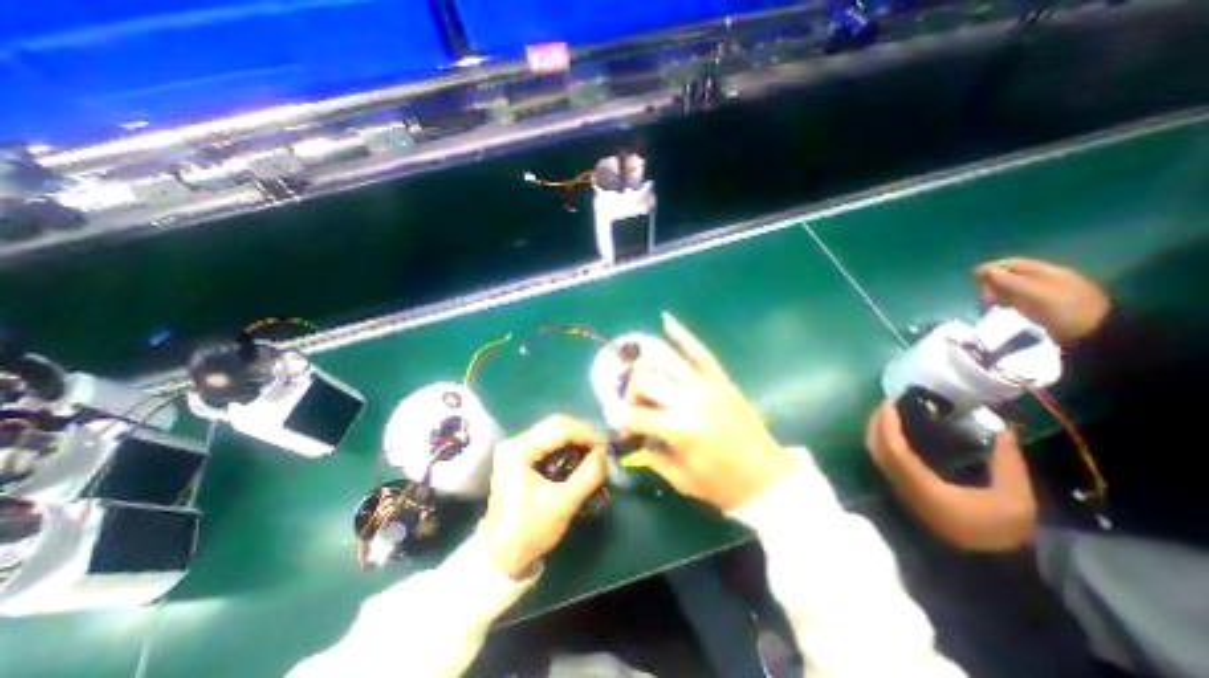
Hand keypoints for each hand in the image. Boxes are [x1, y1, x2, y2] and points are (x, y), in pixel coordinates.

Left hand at [484, 417, 608, 580]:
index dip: (587, 433)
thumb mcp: (564, 503)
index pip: (561, 428)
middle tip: (603, 447)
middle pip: (557, 424)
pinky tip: (579, 455)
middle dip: (583, 433)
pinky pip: (549, 441)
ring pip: (554, 430)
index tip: (607, 446)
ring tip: (594, 451)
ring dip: (576, 438)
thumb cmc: (530, 531)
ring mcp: (516, 447)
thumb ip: (588, 475)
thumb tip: (605, 453)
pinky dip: (567, 445)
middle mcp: (516, 441)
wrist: (501, 557)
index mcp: (520, 450)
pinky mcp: (520, 455)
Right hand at [616, 316, 795, 511]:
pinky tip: (666, 320)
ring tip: (638, 370)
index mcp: (679, 429)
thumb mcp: (680, 479)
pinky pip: (699, 352)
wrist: (768, 478)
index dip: (621, 419)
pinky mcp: (721, 380)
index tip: (619, 424)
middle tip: (635, 405)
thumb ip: (652, 455)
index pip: (635, 415)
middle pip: (646, 382)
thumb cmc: (722, 485)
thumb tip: (636, 435)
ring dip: (645, 365)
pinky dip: (682, 335)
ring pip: (666, 362)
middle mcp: (690, 401)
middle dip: (632, 392)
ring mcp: (707, 386)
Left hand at [863, 402, 1032, 549]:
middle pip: (875, 446)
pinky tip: (897, 433)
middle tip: (888, 403)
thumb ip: (1008, 462)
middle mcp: (900, 483)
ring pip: (875, 452)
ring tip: (890, 413)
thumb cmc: (1000, 532)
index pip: (891, 447)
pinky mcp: (901, 490)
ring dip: (877, 430)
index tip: (890, 402)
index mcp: (920, 483)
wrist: (987, 566)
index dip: (887, 423)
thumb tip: (1004, 428)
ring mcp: (897, 487)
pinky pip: (882, 459)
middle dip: (876, 421)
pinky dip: (882, 441)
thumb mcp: (1015, 500)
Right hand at [974, 258, 1107, 346]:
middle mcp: (1048, 280)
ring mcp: (1047, 295)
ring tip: (988, 303)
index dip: (994, 266)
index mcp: (1050, 272)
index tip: (972, 274)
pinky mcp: (1044, 309)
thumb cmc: (1068, 311)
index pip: (1017, 264)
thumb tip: (986, 271)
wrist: (1095, 336)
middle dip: (994, 282)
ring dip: (998, 293)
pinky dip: (1005, 302)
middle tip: (981, 293)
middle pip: (1014, 275)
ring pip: (1014, 288)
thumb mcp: (1038, 294)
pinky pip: (1018, 300)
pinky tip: (1001, 309)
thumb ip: (1012, 281)